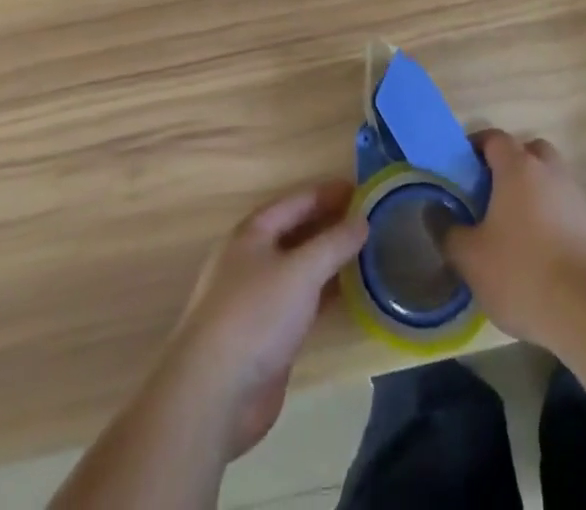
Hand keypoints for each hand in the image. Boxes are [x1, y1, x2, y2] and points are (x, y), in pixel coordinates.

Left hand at [161, 180, 368, 459]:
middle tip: (371, 220)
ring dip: (330, 259)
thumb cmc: (255, 315)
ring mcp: (258, 298)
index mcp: (252, 233)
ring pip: (301, 268)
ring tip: (368, 252)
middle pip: (297, 232)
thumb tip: (362, 219)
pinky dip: (325, 292)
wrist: (214, 394)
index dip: (329, 193)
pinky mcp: (267, 334)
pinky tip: (351, 293)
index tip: (363, 190)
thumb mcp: (301, 270)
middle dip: (331, 224)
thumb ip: (333, 243)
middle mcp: (252, 259)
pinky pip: (302, 301)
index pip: (296, 201)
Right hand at [442, 130, 585, 349]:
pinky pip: (563, 206)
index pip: (493, 137)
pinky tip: (537, 251)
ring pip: (548, 179)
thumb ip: (447, 231)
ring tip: (511, 227)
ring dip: (531, 192)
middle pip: (527, 151)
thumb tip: (434, 211)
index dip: (474, 148)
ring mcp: (575, 196)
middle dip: (508, 165)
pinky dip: (549, 216)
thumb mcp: (470, 257)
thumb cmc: (522, 272)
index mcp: (518, 166)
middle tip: (488, 194)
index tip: (460, 171)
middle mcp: (549, 170)